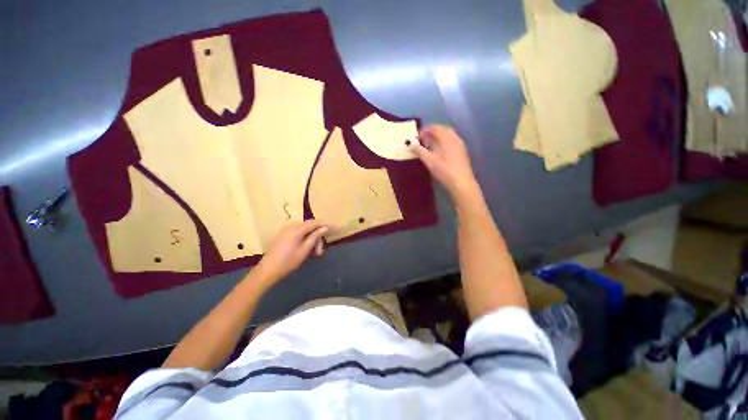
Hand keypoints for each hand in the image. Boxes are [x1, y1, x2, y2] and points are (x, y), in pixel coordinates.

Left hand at [255, 220, 331, 283]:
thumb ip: (315, 236)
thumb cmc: (288, 261)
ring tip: (316, 252)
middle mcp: (292, 226)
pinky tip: (308, 248)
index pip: (315, 222)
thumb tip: (325, 228)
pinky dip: (306, 239)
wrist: (267, 270)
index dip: (326, 224)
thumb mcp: (304, 249)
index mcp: (297, 228)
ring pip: (305, 230)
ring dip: (313, 238)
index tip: (336, 226)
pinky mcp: (284, 235)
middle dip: (319, 235)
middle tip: (321, 250)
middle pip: (310, 226)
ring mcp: (287, 230)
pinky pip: (299, 233)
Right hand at [410, 125, 480, 200]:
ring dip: (438, 138)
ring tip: (430, 146)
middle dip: (432, 133)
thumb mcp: (429, 161)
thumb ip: (420, 151)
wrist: (461, 182)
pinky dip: (444, 143)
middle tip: (423, 140)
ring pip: (448, 135)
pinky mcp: (462, 151)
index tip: (417, 137)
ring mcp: (460, 144)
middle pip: (442, 130)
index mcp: (446, 137)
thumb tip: (412, 145)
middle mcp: (454, 137)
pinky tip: (439, 152)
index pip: (434, 128)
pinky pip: (452, 141)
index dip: (424, 130)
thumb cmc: (444, 170)